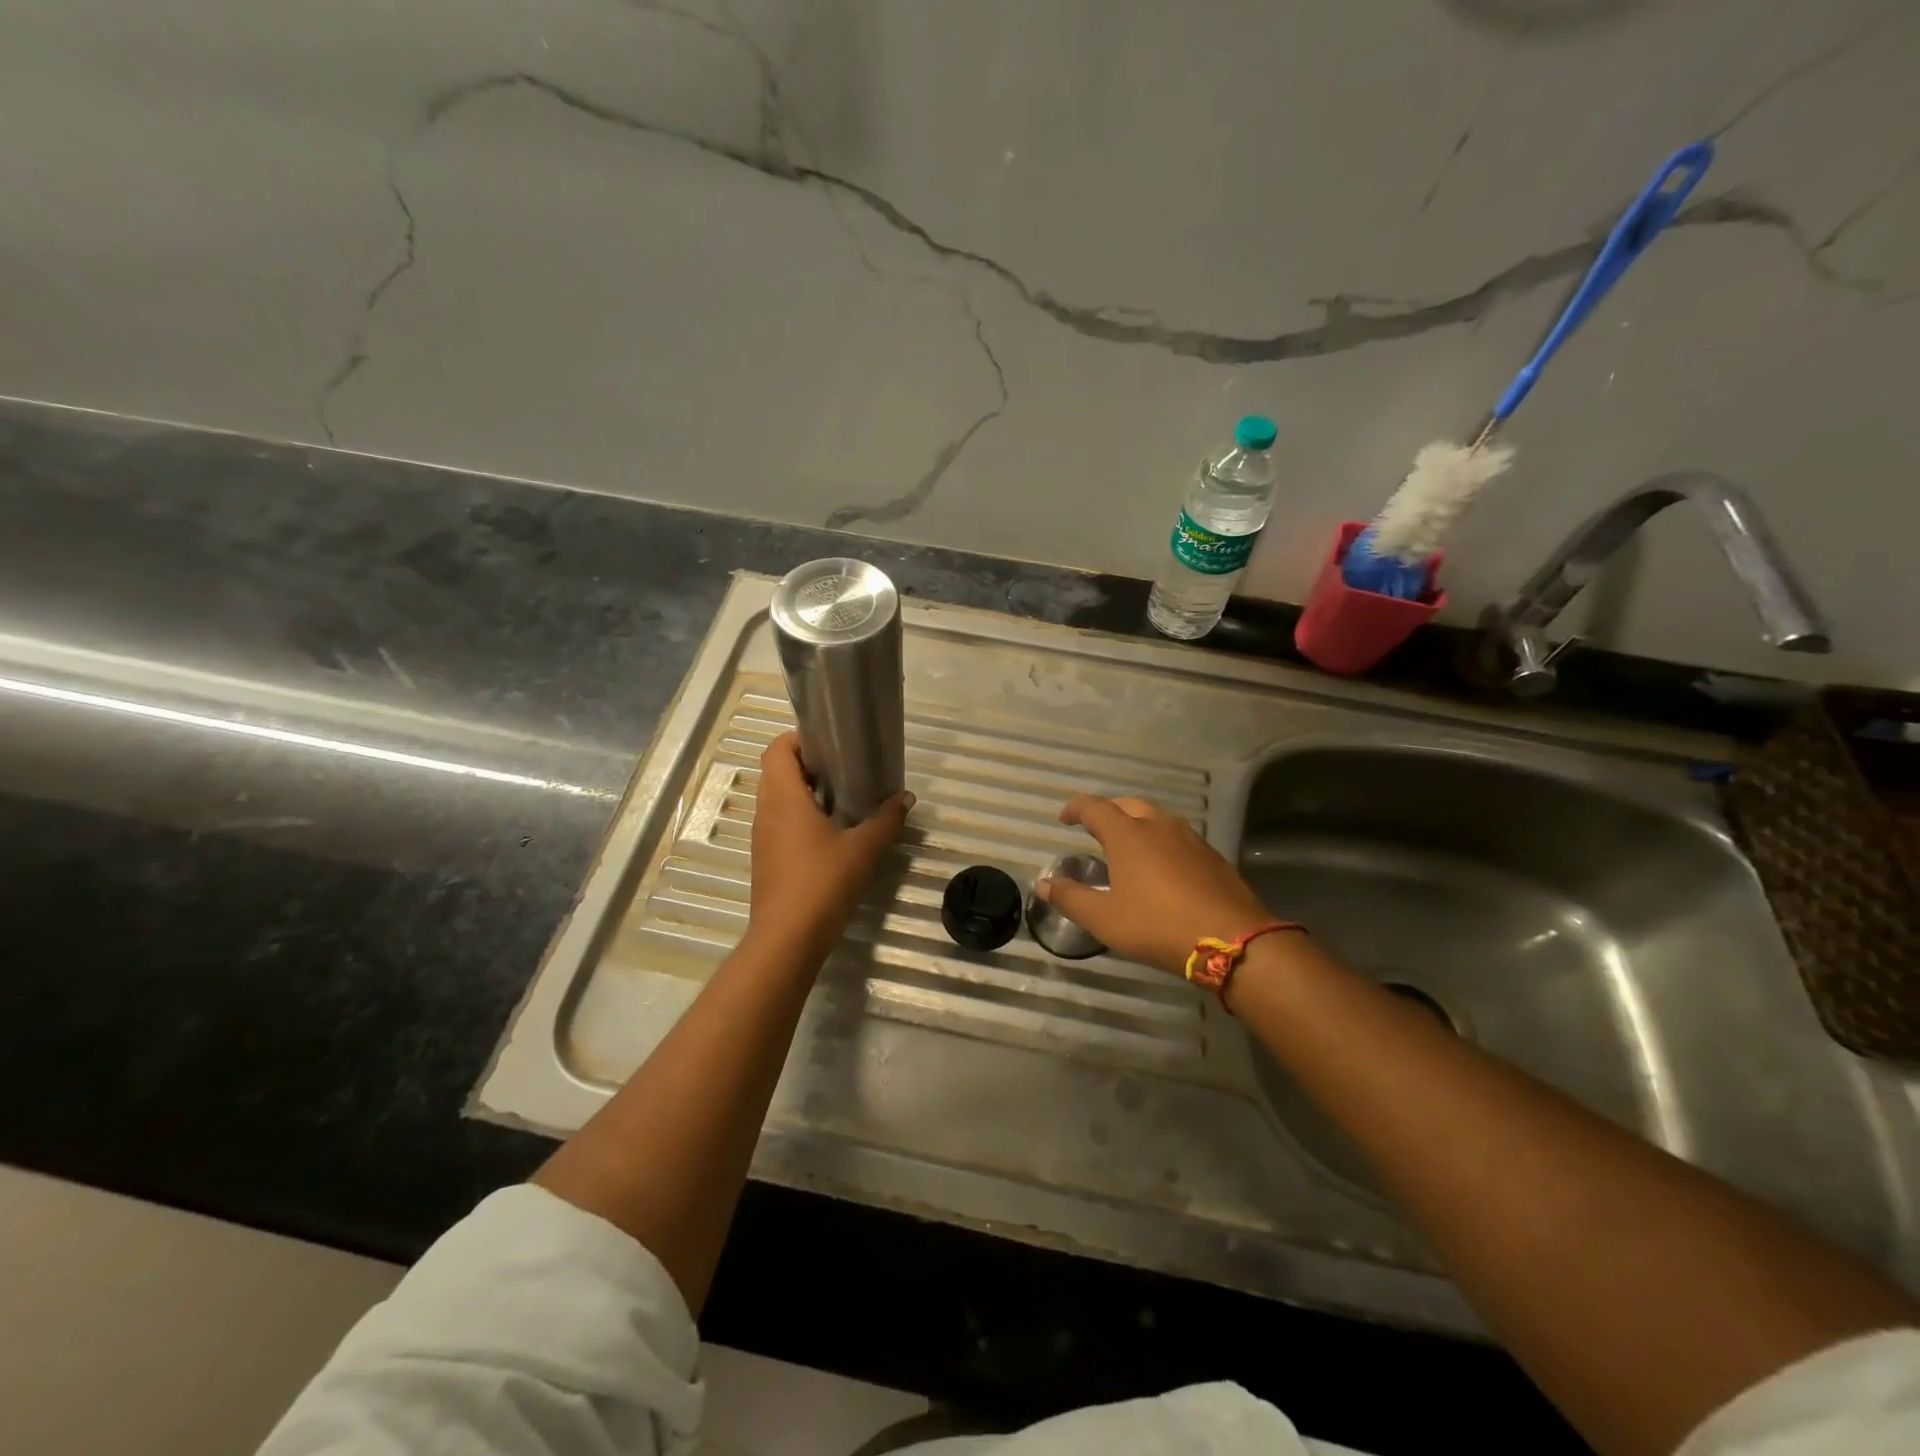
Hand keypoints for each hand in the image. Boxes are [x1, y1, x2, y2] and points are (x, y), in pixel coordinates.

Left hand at [747, 733, 912, 963]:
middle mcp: (766, 811)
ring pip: (777, 799)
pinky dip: (799, 817)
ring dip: (803, 793)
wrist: (787, 939)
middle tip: (843, 769)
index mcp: (784, 798)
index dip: (798, 738)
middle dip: (807, 765)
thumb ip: (886, 820)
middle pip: (777, 772)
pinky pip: (778, 824)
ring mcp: (762, 837)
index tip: (829, 743)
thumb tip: (906, 798)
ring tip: (841, 799)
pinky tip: (829, 834)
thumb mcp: (863, 849)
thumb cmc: (822, 883)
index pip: (777, 750)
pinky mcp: (765, 859)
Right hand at [1036, 796, 1273, 976]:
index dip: (1075, 808)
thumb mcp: (1105, 919)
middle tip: (1095, 830)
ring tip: (1127, 846)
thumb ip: (1071, 898)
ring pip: (1156, 818)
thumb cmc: (1157, 925)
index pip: (1094, 807)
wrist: (1232, 939)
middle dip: (1108, 813)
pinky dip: (1160, 841)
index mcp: (1128, 834)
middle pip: (1127, 805)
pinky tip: (1161, 865)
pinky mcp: (1211, 855)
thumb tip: (1043, 883)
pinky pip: (1177, 836)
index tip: (1064, 818)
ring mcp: (1189, 837)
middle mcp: (1158, 825)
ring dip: (1137, 824)